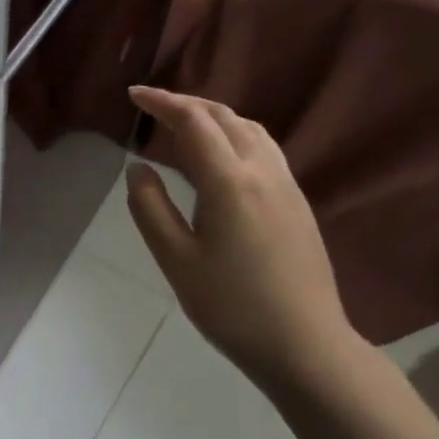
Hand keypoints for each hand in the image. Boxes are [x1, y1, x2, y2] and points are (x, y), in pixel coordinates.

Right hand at [125, 86, 357, 390]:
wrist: (304, 343)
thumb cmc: (231, 306)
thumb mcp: (176, 260)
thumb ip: (150, 208)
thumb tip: (137, 168)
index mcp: (230, 181)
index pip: (193, 122)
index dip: (162, 102)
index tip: (134, 95)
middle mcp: (263, 171)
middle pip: (225, 117)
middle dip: (187, 104)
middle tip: (154, 107)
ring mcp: (287, 185)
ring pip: (250, 129)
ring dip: (215, 117)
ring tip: (185, 126)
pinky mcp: (298, 202)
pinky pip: (265, 149)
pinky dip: (235, 135)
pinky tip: (223, 158)